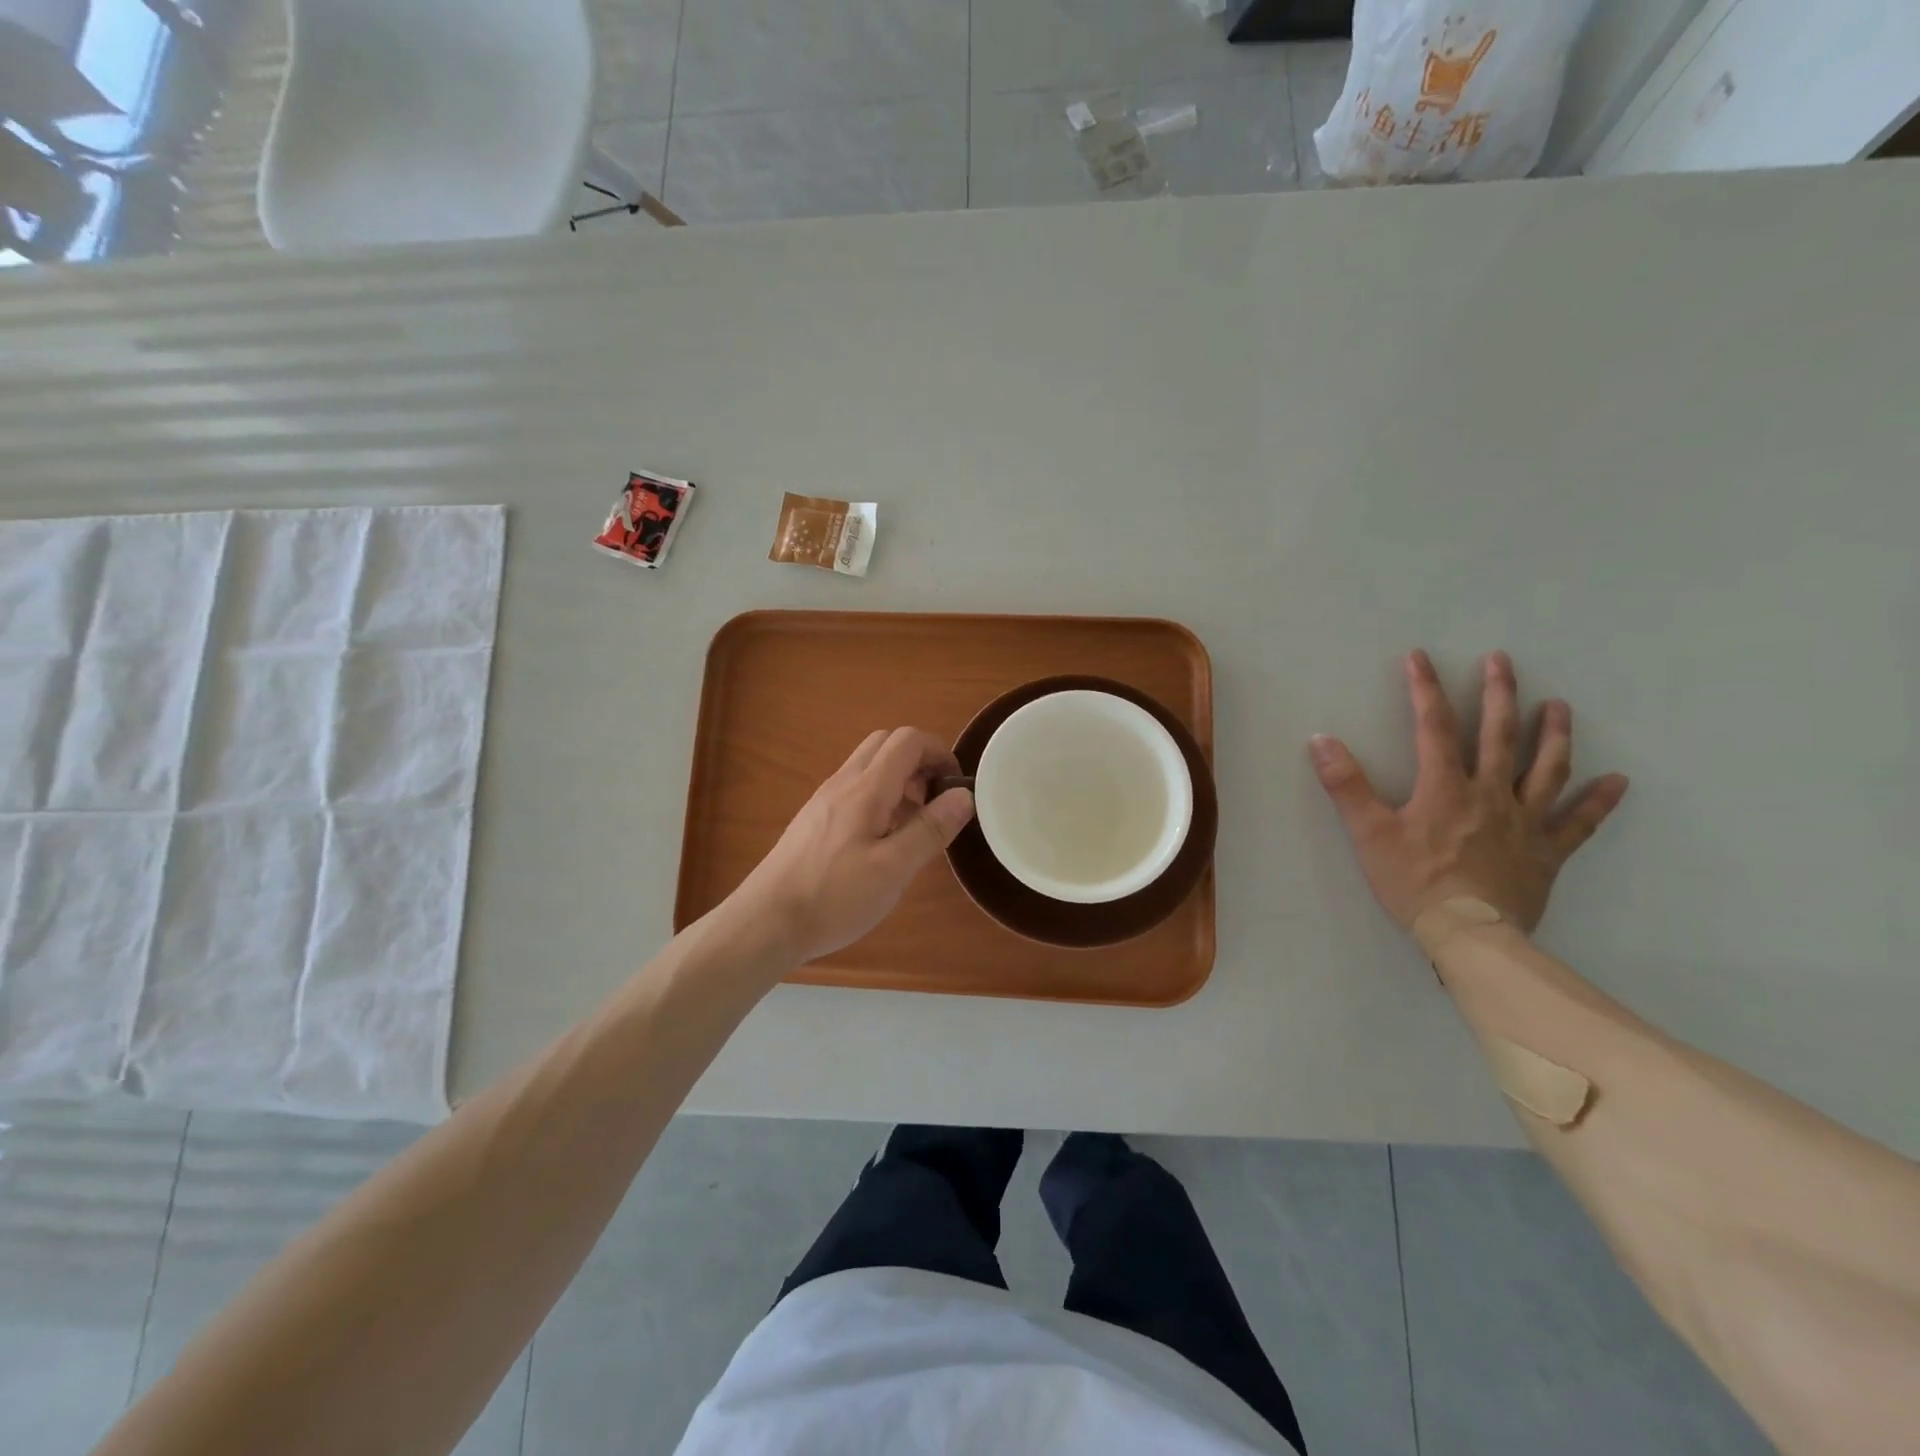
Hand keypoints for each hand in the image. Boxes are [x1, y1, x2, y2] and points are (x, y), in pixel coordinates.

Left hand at [729, 727, 975, 963]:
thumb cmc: (834, 897)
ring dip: (899, 782)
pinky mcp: (814, 819)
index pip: (907, 740)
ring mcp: (824, 800)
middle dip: (919, 762)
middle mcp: (843, 782)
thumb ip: (930, 829)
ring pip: (868, 767)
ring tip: (913, 827)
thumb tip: (964, 795)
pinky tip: (881, 843)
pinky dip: (879, 799)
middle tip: (935, 802)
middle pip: (886, 744)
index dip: (939, 752)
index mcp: (866, 788)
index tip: (955, 787)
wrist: (765, 922)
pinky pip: (854, 790)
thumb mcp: (893, 869)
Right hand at [1309, 650, 1627, 933]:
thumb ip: (1346, 785)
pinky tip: (1617, 781)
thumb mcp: (1368, 833)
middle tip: (1503, 660)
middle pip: (1499, 736)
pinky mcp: (1548, 852)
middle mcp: (1491, 794)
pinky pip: (1579, 822)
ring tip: (1559, 705)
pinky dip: (1599, 801)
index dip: (1425, 689)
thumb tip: (1321, 740)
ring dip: (1554, 734)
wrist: (1470, 934)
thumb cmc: (1414, 882)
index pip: (1434, 727)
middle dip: (1499, 694)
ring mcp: (1525, 822)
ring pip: (1547, 769)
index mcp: (1446, 787)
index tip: (1420, 657)